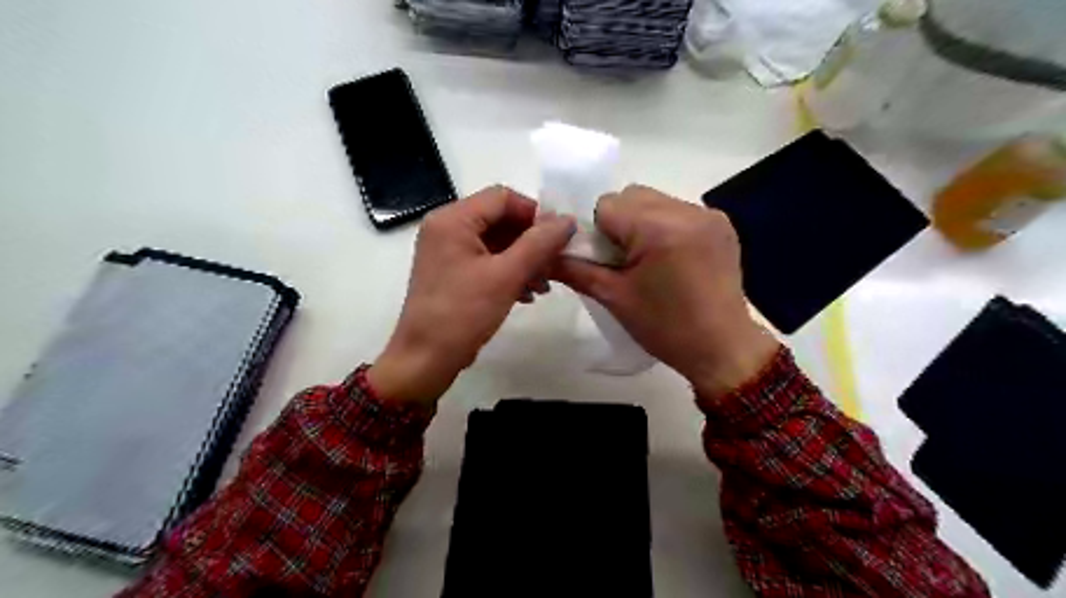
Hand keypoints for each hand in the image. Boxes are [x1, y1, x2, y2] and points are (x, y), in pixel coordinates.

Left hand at [371, 185, 579, 405]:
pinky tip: (527, 294)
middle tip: (556, 265)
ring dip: (524, 259)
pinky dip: (509, 272)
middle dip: (532, 241)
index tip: (559, 238)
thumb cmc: (463, 314)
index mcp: (454, 219)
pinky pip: (487, 261)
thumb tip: (568, 219)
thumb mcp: (506, 276)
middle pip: (500, 219)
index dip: (535, 214)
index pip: (503, 197)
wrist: (425, 360)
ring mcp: (448, 251)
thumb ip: (539, 243)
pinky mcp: (452, 273)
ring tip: (544, 285)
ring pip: (496, 242)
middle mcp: (447, 228)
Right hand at [549, 182, 776, 396]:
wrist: (722, 349)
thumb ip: (574, 269)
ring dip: (640, 222)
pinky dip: (663, 226)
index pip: (607, 204)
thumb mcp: (614, 298)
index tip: (597, 257)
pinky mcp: (721, 224)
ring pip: (654, 200)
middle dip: (616, 222)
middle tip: (619, 259)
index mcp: (658, 228)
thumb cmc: (665, 327)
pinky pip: (678, 211)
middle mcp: (686, 210)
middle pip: (631, 195)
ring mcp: (708, 215)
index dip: (593, 228)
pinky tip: (668, 257)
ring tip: (645, 259)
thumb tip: (543, 255)